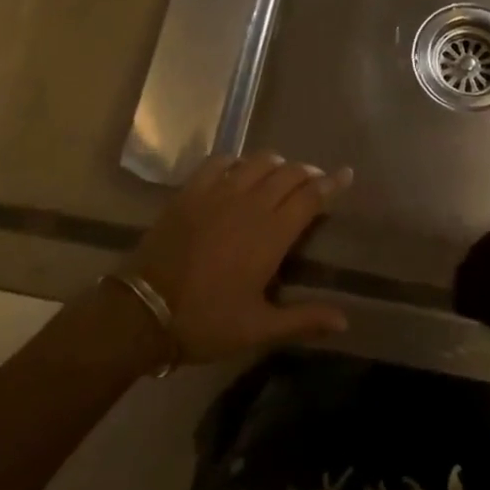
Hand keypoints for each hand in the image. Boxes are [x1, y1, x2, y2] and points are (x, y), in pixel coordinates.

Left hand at [124, 152, 351, 363]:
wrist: (143, 311)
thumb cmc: (206, 321)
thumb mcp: (257, 328)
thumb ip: (303, 320)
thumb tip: (345, 321)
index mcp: (271, 234)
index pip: (311, 197)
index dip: (332, 183)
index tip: (346, 174)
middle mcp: (251, 204)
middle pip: (289, 173)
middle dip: (308, 173)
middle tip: (314, 181)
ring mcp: (219, 192)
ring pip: (259, 161)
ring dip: (277, 164)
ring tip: (281, 175)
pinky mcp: (192, 190)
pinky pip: (222, 161)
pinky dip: (238, 162)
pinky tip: (239, 172)